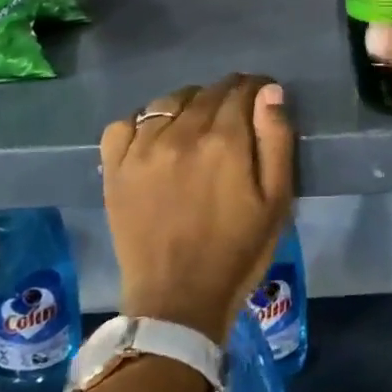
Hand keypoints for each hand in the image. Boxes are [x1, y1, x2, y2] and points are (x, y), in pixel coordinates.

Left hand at [101, 74, 295, 342]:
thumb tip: (270, 91)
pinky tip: (156, 138)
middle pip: (208, 92)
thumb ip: (276, 140)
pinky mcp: (115, 168)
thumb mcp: (276, 200)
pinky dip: (143, 122)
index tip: (263, 100)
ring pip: (169, 101)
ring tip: (198, 125)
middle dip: (228, 95)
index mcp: (224, 141)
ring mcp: (142, 149)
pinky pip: (125, 123)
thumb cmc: (238, 251)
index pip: (242, 90)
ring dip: (190, 104)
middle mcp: (181, 133)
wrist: (177, 301)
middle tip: (236, 116)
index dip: (257, 89)